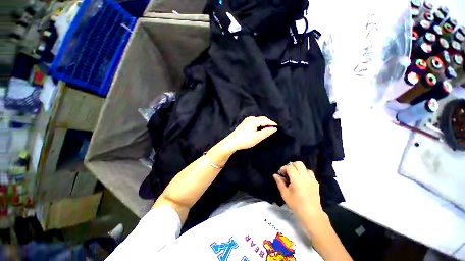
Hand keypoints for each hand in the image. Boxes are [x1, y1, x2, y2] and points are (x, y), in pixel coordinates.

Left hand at [221, 116, 277, 151]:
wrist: (231, 142)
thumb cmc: (245, 140)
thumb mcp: (257, 137)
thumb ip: (267, 132)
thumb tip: (274, 128)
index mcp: (254, 120)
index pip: (266, 120)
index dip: (272, 123)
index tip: (278, 127)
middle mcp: (250, 118)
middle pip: (262, 119)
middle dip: (268, 123)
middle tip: (273, 128)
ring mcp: (246, 120)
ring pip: (258, 120)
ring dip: (263, 123)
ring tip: (268, 129)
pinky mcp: (244, 124)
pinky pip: (254, 122)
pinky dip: (259, 124)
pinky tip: (259, 129)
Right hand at [273, 161, 324, 219]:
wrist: (311, 213)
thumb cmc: (296, 204)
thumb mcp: (284, 193)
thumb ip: (279, 182)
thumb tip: (275, 175)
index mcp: (297, 179)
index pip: (290, 167)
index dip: (284, 168)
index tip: (281, 173)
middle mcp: (305, 176)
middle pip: (298, 163)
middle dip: (291, 165)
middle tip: (287, 172)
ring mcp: (312, 179)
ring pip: (305, 167)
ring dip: (299, 169)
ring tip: (295, 176)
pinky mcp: (316, 183)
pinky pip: (310, 173)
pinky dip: (305, 173)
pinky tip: (302, 180)